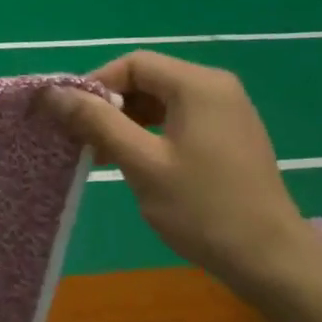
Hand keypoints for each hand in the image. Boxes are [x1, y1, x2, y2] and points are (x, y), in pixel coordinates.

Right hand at [42, 50, 311, 289]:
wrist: (267, 257)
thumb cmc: (200, 207)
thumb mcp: (140, 162)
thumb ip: (96, 122)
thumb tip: (53, 92)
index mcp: (198, 85)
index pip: (133, 64)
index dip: (95, 85)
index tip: (69, 118)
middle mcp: (215, 88)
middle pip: (147, 79)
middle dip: (108, 105)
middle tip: (81, 140)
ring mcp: (226, 112)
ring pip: (160, 101)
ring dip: (125, 122)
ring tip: (99, 155)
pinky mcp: (227, 136)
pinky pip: (177, 120)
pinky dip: (148, 133)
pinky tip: (130, 162)